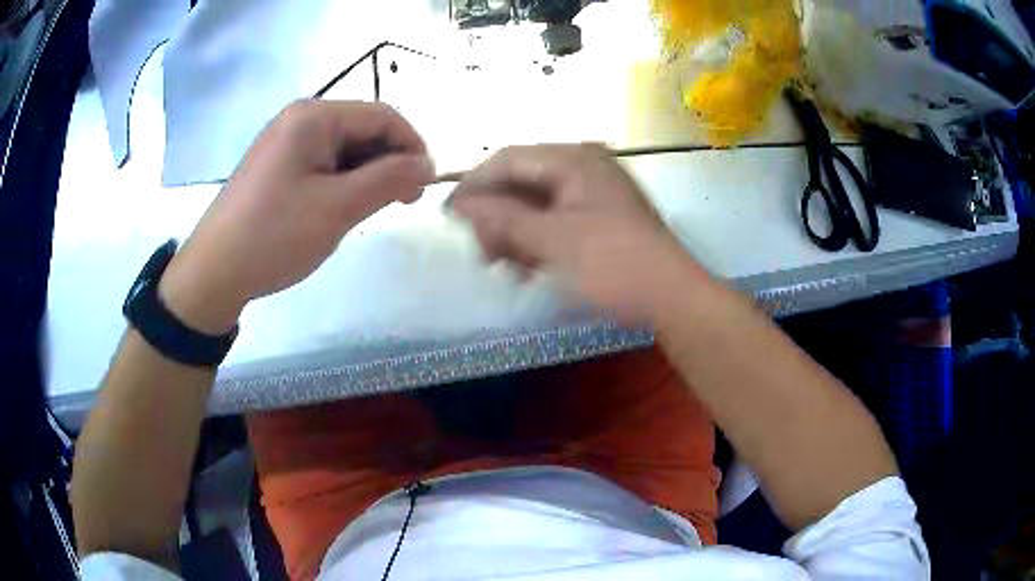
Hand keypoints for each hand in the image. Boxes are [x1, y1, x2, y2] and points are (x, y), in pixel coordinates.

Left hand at [159, 100, 433, 333]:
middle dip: (389, 162)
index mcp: (314, 117)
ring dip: (367, 175)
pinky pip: (324, 164)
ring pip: (345, 149)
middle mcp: (300, 119)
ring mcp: (286, 142)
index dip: (413, 146)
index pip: (383, 116)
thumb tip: (428, 164)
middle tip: (402, 203)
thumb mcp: (338, 207)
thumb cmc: (274, 235)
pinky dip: (343, 183)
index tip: (426, 185)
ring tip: (371, 211)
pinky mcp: (278, 166)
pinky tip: (343, 209)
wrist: (214, 273)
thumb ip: (389, 179)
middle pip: (364, 129)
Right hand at [450, 144, 708, 323]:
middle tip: (479, 250)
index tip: (448, 216)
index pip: (509, 159)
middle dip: (496, 215)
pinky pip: (556, 220)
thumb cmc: (613, 265)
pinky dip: (536, 241)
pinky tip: (525, 267)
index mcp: (575, 159)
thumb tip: (458, 204)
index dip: (474, 185)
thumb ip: (501, 218)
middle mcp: (585, 167)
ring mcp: (596, 193)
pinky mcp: (602, 218)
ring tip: (500, 264)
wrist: (673, 299)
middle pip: (522, 181)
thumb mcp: (551, 241)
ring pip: (538, 204)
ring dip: (514, 231)